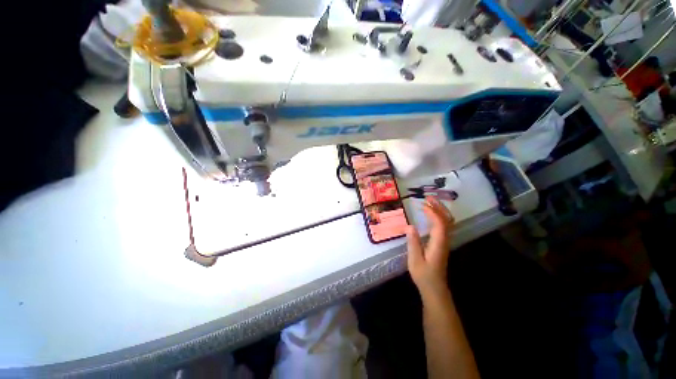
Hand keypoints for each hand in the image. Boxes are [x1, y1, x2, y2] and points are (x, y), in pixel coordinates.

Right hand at [406, 196, 454, 298]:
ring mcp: (444, 241)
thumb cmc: (423, 275)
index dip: (432, 213)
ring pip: (447, 222)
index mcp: (438, 244)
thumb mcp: (415, 260)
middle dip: (439, 207)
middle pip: (447, 220)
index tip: (422, 205)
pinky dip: (438, 216)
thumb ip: (413, 242)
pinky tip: (430, 214)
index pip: (439, 224)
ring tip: (429, 202)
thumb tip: (409, 226)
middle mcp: (444, 240)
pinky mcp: (442, 243)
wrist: (434, 288)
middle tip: (427, 198)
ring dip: (439, 210)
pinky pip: (443, 226)